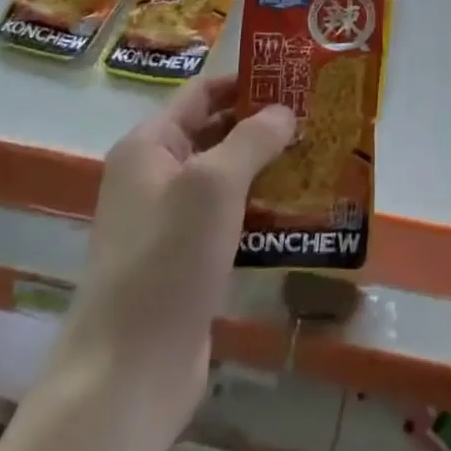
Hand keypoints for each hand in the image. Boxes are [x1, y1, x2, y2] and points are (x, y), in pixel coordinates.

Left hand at [57, 73, 294, 435]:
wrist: (129, 374)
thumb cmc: (167, 260)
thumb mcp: (214, 184)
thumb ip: (252, 138)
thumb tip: (285, 112)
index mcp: (149, 146)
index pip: (203, 93)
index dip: (247, 80)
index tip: (296, 77)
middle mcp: (155, 176)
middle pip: (216, 132)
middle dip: (265, 124)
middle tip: (319, 116)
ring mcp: (170, 222)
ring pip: (227, 178)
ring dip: (269, 168)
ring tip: (321, 157)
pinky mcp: (188, 261)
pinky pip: (231, 219)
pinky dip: (262, 209)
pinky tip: (302, 210)